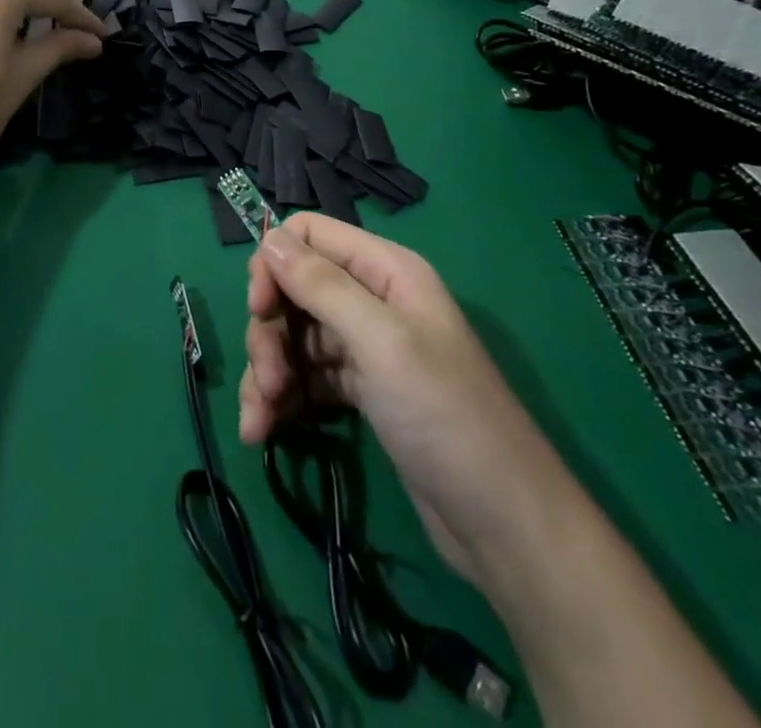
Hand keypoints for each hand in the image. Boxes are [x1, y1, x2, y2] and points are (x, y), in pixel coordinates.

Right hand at [238, 214, 579, 587]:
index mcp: (385, 270)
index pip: (308, 235)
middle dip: (269, 332)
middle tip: (267, 380)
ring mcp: (366, 346)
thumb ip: (322, 286)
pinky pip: (305, 378)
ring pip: (293, 337)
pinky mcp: (360, 390)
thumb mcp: (381, 342)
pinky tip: (263, 432)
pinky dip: (280, 400)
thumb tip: (268, 238)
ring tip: (260, 421)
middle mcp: (373, 299)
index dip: (275, 263)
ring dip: (268, 372)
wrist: (503, 525)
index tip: (258, 309)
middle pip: (294, 290)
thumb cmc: (445, 416)